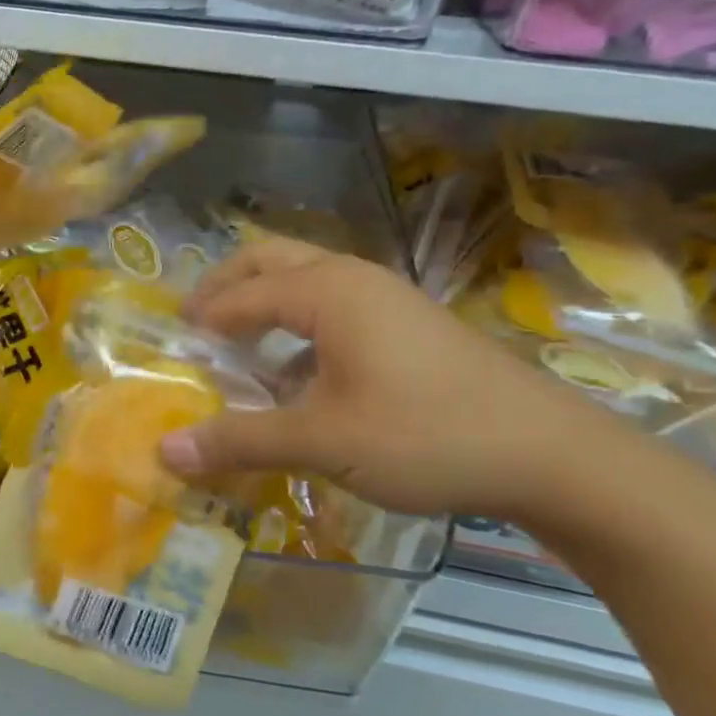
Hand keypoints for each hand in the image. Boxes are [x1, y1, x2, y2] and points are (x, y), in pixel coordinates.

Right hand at [158, 239, 644, 526]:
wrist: (552, 456)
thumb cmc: (426, 435)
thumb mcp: (322, 441)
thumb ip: (239, 440)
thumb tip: (164, 452)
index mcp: (326, 290)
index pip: (240, 294)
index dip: (200, 321)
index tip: (169, 349)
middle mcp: (352, 278)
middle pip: (269, 260)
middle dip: (225, 286)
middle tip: (195, 326)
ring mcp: (386, 297)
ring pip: (304, 279)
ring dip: (263, 302)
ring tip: (238, 347)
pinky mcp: (409, 324)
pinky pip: (333, 304)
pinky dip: (297, 322)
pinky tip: (297, 372)